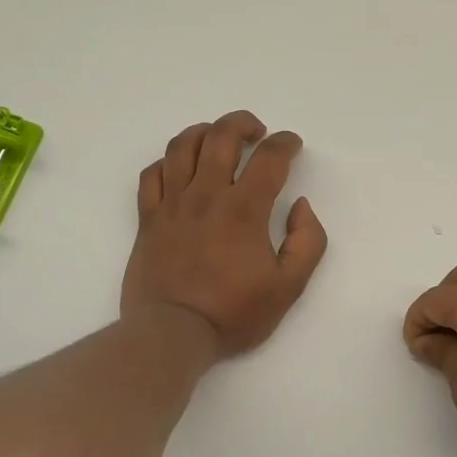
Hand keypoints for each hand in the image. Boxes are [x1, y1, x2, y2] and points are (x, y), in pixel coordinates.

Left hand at [122, 110, 328, 356]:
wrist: (172, 334)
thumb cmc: (233, 313)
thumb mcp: (289, 286)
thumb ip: (308, 241)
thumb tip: (300, 206)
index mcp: (244, 209)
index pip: (269, 158)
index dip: (285, 143)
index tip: (292, 145)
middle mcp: (207, 195)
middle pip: (222, 136)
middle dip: (243, 123)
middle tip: (257, 133)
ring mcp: (172, 204)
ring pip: (183, 146)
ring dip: (205, 132)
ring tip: (218, 138)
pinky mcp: (148, 219)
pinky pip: (152, 174)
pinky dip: (168, 161)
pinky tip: (180, 167)